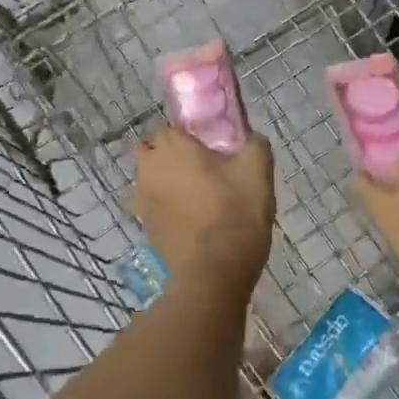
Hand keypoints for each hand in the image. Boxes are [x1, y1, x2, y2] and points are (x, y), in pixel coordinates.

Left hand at [130, 127, 274, 297]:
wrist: (214, 272)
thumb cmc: (235, 211)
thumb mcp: (258, 168)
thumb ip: (254, 143)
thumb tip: (251, 139)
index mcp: (171, 146)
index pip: (172, 127)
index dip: (192, 136)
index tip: (213, 149)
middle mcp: (148, 168)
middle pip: (156, 152)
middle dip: (173, 156)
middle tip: (204, 170)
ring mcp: (141, 200)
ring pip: (152, 179)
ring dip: (168, 182)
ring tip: (199, 197)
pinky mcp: (144, 228)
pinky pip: (154, 206)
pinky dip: (168, 208)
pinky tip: (192, 220)